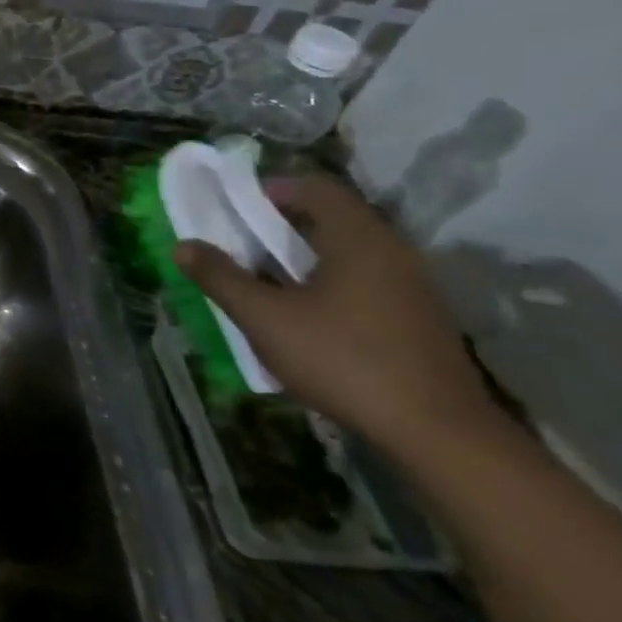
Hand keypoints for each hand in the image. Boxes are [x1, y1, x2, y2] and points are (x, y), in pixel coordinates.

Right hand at [175, 175, 497, 456]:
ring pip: (349, 252)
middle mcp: (392, 252)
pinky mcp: (418, 319)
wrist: (438, 433)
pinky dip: (329, 282)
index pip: (316, 188)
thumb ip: (221, 278)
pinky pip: (366, 281)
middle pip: (333, 218)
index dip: (273, 189)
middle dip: (282, 225)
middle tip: (241, 243)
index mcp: (358, 239)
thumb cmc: (343, 360)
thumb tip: (183, 246)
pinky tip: (306, 316)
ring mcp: (412, 287)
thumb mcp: (265, 318)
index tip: (236, 207)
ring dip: (305, 256)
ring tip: (266, 281)